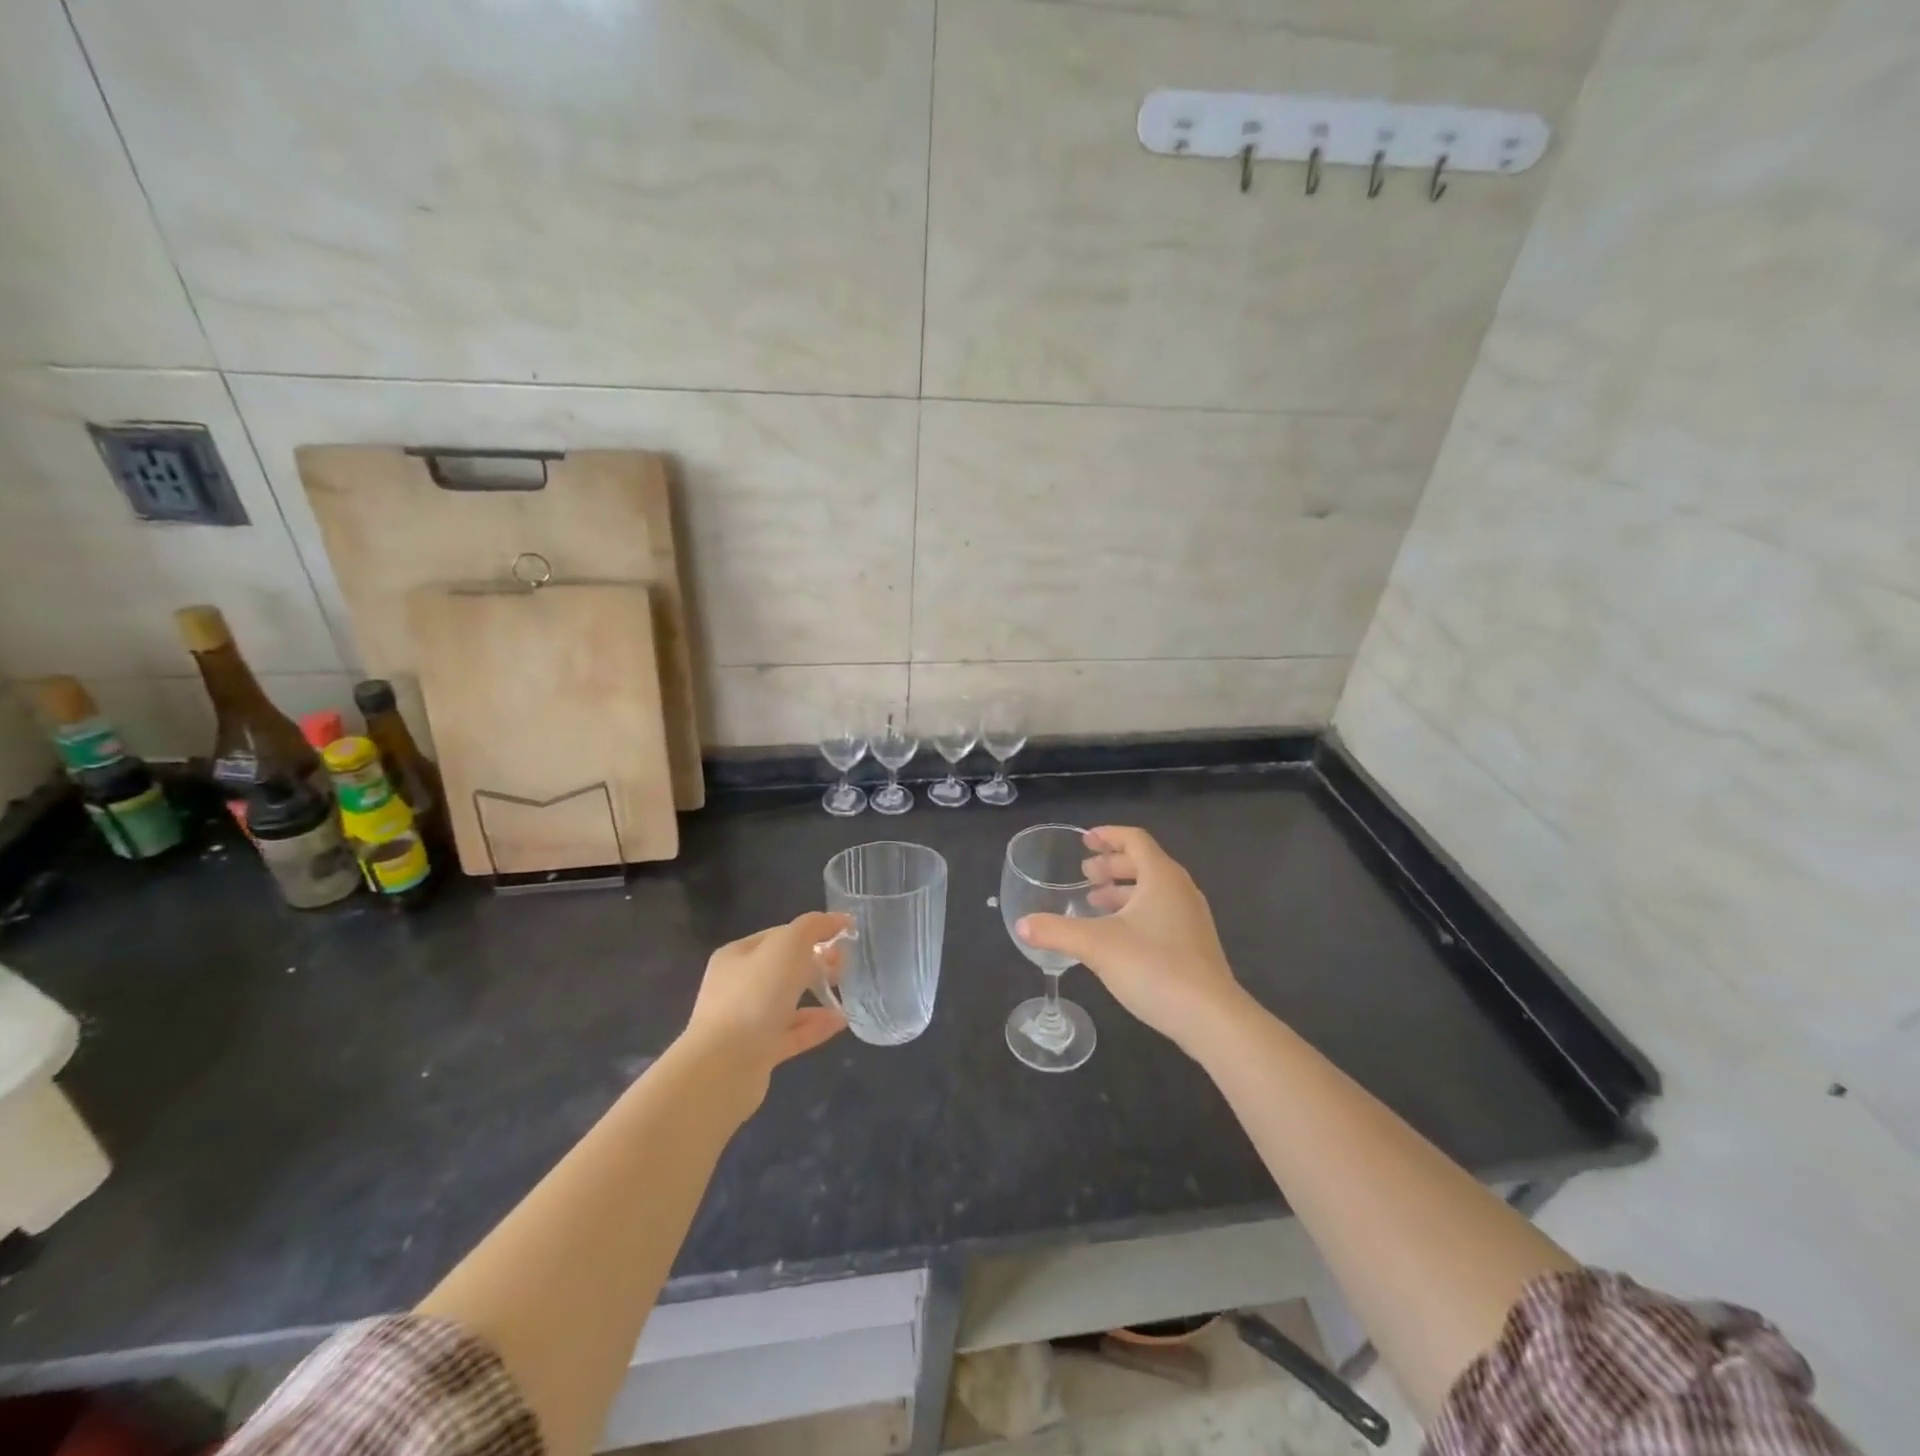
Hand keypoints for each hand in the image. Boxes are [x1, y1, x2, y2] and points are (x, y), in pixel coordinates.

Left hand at [683, 911, 849, 1109]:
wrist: (723, 1068)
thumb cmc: (754, 996)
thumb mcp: (786, 947)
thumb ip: (812, 927)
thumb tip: (838, 919)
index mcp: (737, 955)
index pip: (779, 935)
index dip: (812, 932)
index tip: (842, 937)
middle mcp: (737, 986)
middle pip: (784, 968)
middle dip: (816, 963)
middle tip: (845, 965)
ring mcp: (745, 1021)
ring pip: (788, 1002)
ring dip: (818, 995)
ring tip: (847, 992)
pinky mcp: (757, 1053)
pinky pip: (792, 1033)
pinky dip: (816, 1026)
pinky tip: (842, 1021)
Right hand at [1017, 826, 1242, 1053]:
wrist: (1211, 1018)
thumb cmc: (1154, 967)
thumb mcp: (1096, 946)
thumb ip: (1056, 932)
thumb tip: (1022, 925)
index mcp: (1161, 877)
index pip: (1135, 839)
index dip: (1108, 835)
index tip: (1084, 841)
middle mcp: (1180, 890)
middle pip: (1144, 862)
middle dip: (1112, 864)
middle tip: (1085, 875)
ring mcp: (1191, 918)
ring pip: (1153, 890)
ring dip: (1122, 890)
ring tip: (1093, 903)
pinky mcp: (1194, 944)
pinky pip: (1160, 912)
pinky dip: (1135, 911)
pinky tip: (1116, 936)